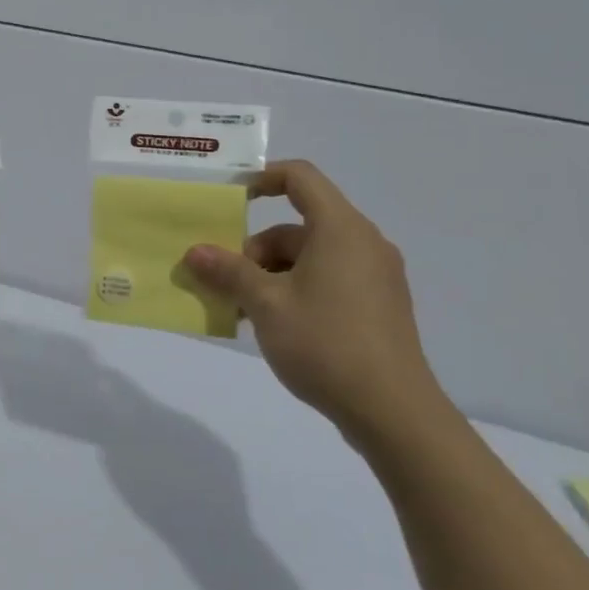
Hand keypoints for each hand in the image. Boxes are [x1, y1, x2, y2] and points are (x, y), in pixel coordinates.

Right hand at [183, 160, 449, 445]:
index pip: (300, 177)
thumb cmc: (326, 344)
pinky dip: (295, 290)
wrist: (393, 412)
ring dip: (270, 276)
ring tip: (243, 312)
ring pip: (310, 257)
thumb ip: (228, 272)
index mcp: (340, 229)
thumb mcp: (265, 304)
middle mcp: (363, 243)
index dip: (261, 178)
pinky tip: (273, 325)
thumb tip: (195, 252)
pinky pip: (328, 280)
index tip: (229, 200)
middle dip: (255, 250)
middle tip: (226, 283)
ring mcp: (375, 276)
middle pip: (297, 226)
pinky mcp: (378, 306)